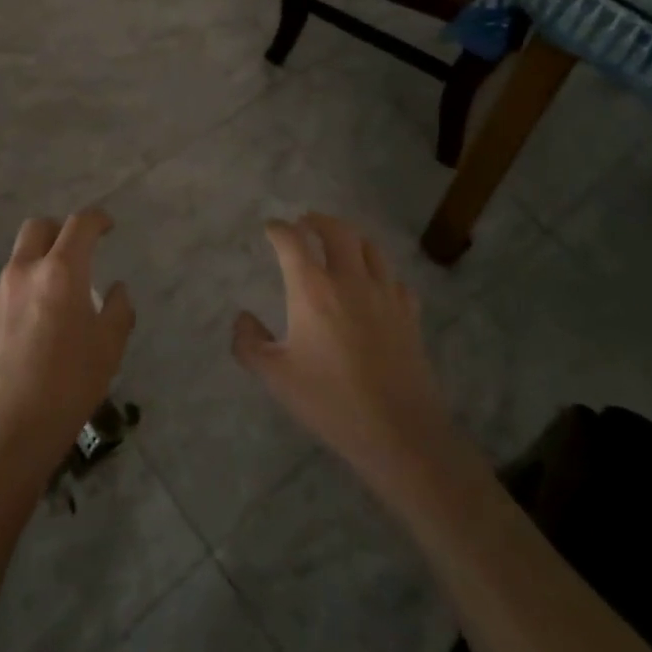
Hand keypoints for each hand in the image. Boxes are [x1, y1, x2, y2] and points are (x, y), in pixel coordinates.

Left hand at [0, 209, 133, 478]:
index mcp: (60, 272)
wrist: (8, 433)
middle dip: (60, 230)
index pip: (79, 224)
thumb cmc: (69, 386)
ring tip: (59, 297)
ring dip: (40, 263)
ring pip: (20, 259)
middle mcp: (24, 272)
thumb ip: (119, 309)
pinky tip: (36, 326)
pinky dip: (25, 291)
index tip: (108, 227)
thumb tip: (116, 289)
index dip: (97, 219)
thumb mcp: (109, 348)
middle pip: (38, 227)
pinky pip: (7, 289)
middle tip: (78, 250)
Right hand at [233, 214, 455, 490]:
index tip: (271, 228)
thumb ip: (250, 343)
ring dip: (351, 238)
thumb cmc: (330, 401)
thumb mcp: (276, 377)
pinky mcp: (409, 314)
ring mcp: (384, 294)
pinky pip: (394, 279)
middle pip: (337, 230)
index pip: (292, 241)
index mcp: (312, 289)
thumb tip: (242, 318)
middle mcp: (349, 280)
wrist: (398, 431)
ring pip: (370, 247)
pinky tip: (375, 285)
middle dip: (317, 220)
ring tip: (340, 244)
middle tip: (305, 223)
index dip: (279, 229)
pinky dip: (380, 272)